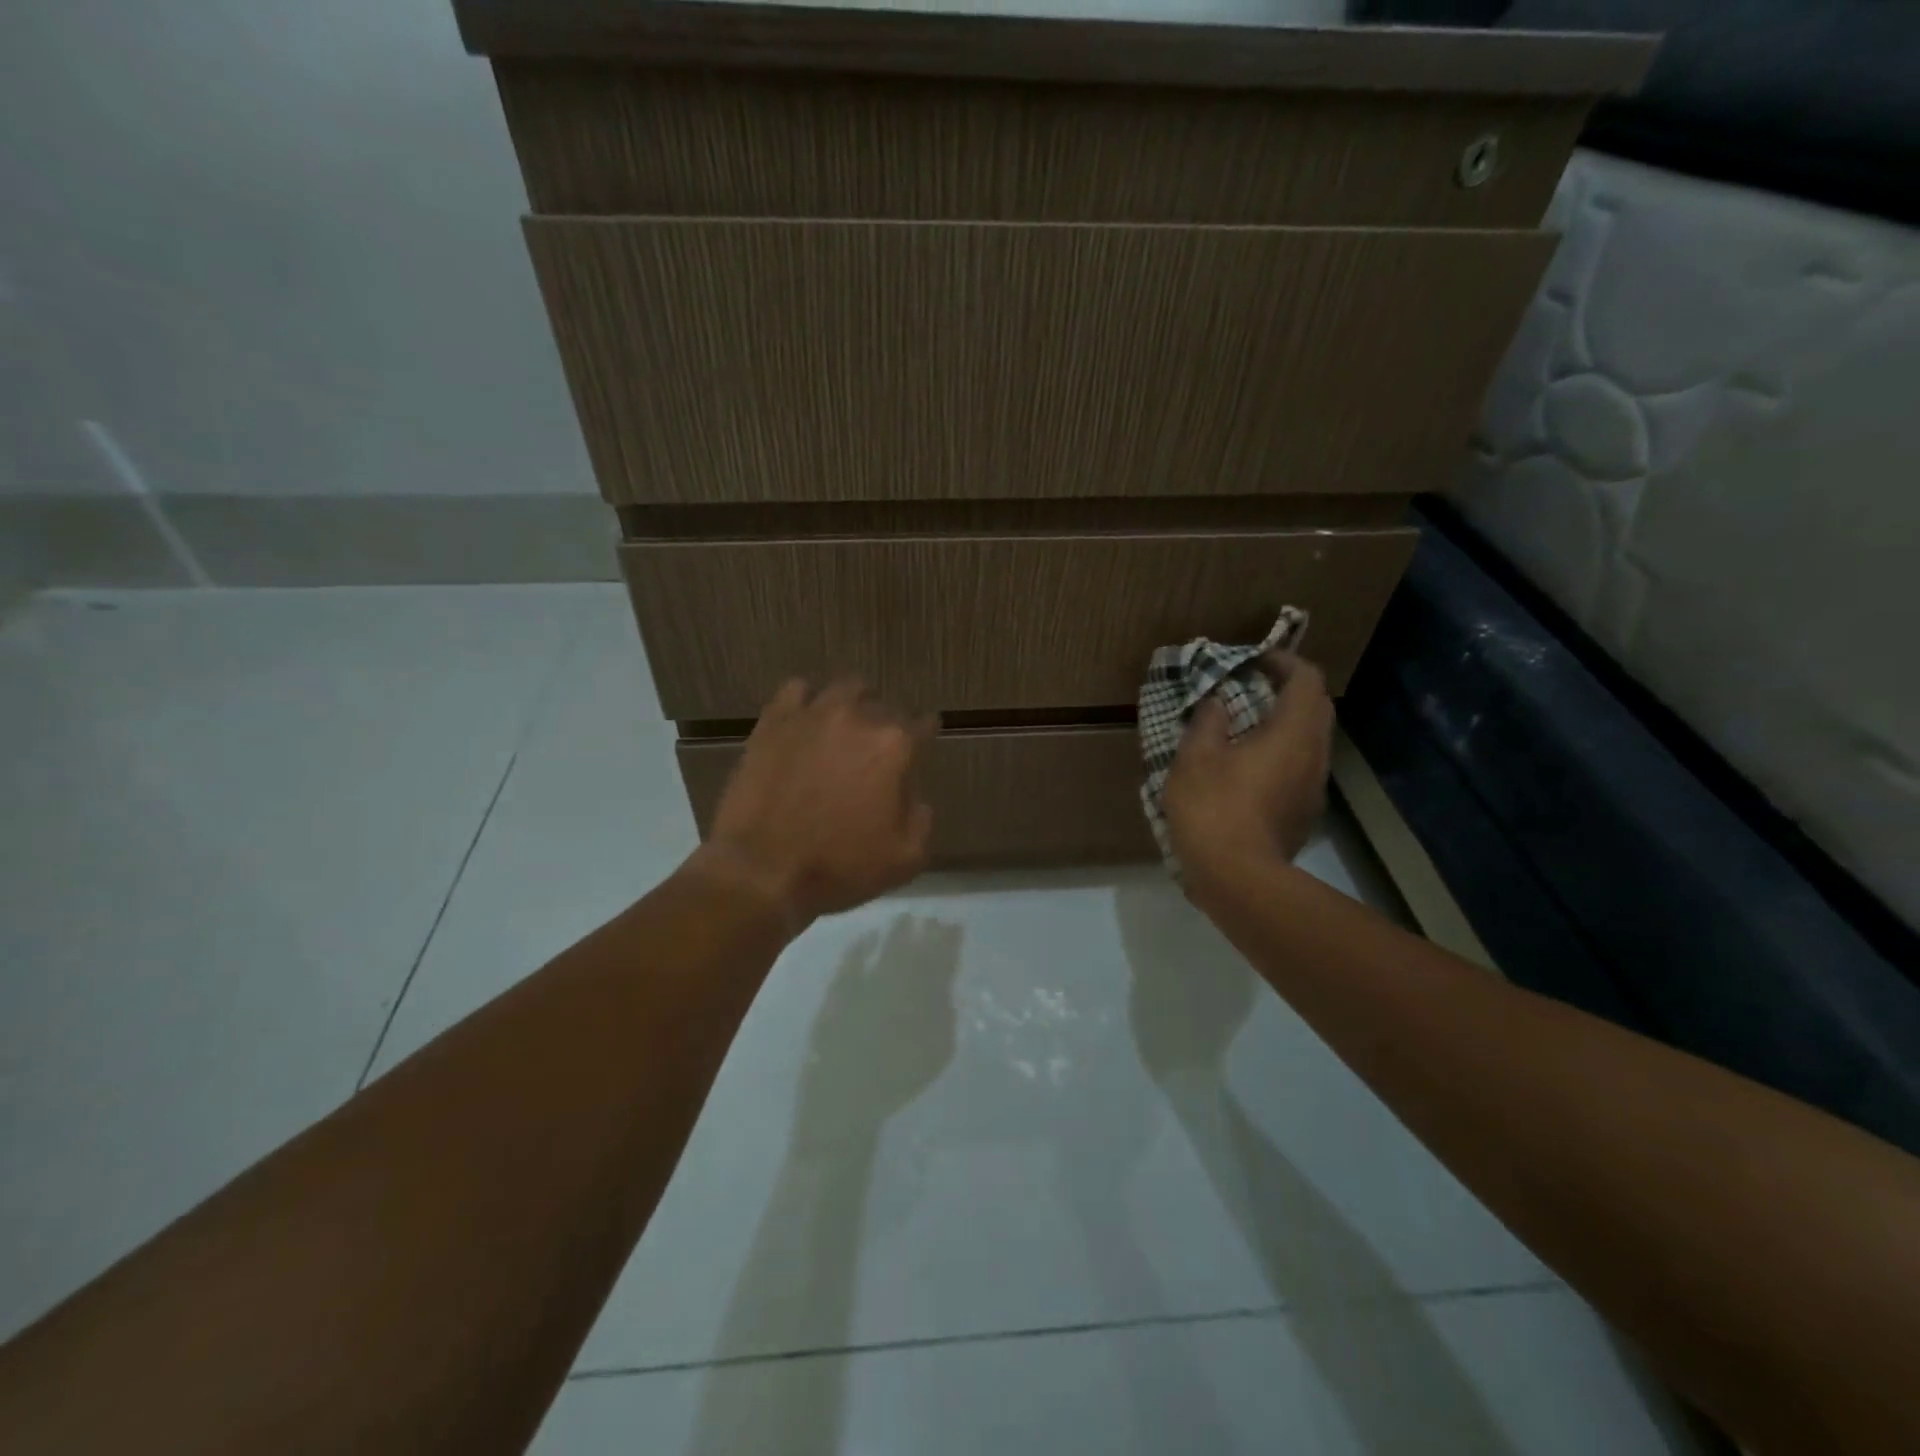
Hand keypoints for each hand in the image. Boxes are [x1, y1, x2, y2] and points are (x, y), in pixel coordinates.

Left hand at [696, 678, 933, 927]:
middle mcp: (858, 719)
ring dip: (852, 704)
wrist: (762, 870)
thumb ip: (921, 821)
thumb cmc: (838, 867)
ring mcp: (813, 715)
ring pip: (844, 690)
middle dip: (885, 725)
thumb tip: (916, 799)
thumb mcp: (903, 860)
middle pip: (883, 706)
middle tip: (875, 751)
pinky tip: (804, 722)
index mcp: (894, 747)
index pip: (923, 726)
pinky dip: (806, 701)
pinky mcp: (774, 721)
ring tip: (843, 728)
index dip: (925, 735)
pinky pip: (796, 690)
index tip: (921, 744)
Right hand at [1161, 652, 1333, 883]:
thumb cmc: (1214, 808)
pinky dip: (1282, 754)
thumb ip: (1208, 721)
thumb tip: (1217, 702)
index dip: (1283, 662)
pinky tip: (1249, 768)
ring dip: (1286, 724)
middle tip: (1251, 688)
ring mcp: (1314, 788)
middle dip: (1288, 690)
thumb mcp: (1196, 757)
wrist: (1238, 878)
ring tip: (1246, 727)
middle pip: (1316, 708)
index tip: (1254, 661)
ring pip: (1310, 741)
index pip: (1306, 680)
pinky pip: (1301, 768)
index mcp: (1293, 733)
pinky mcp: (1304, 814)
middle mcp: (1314, 755)